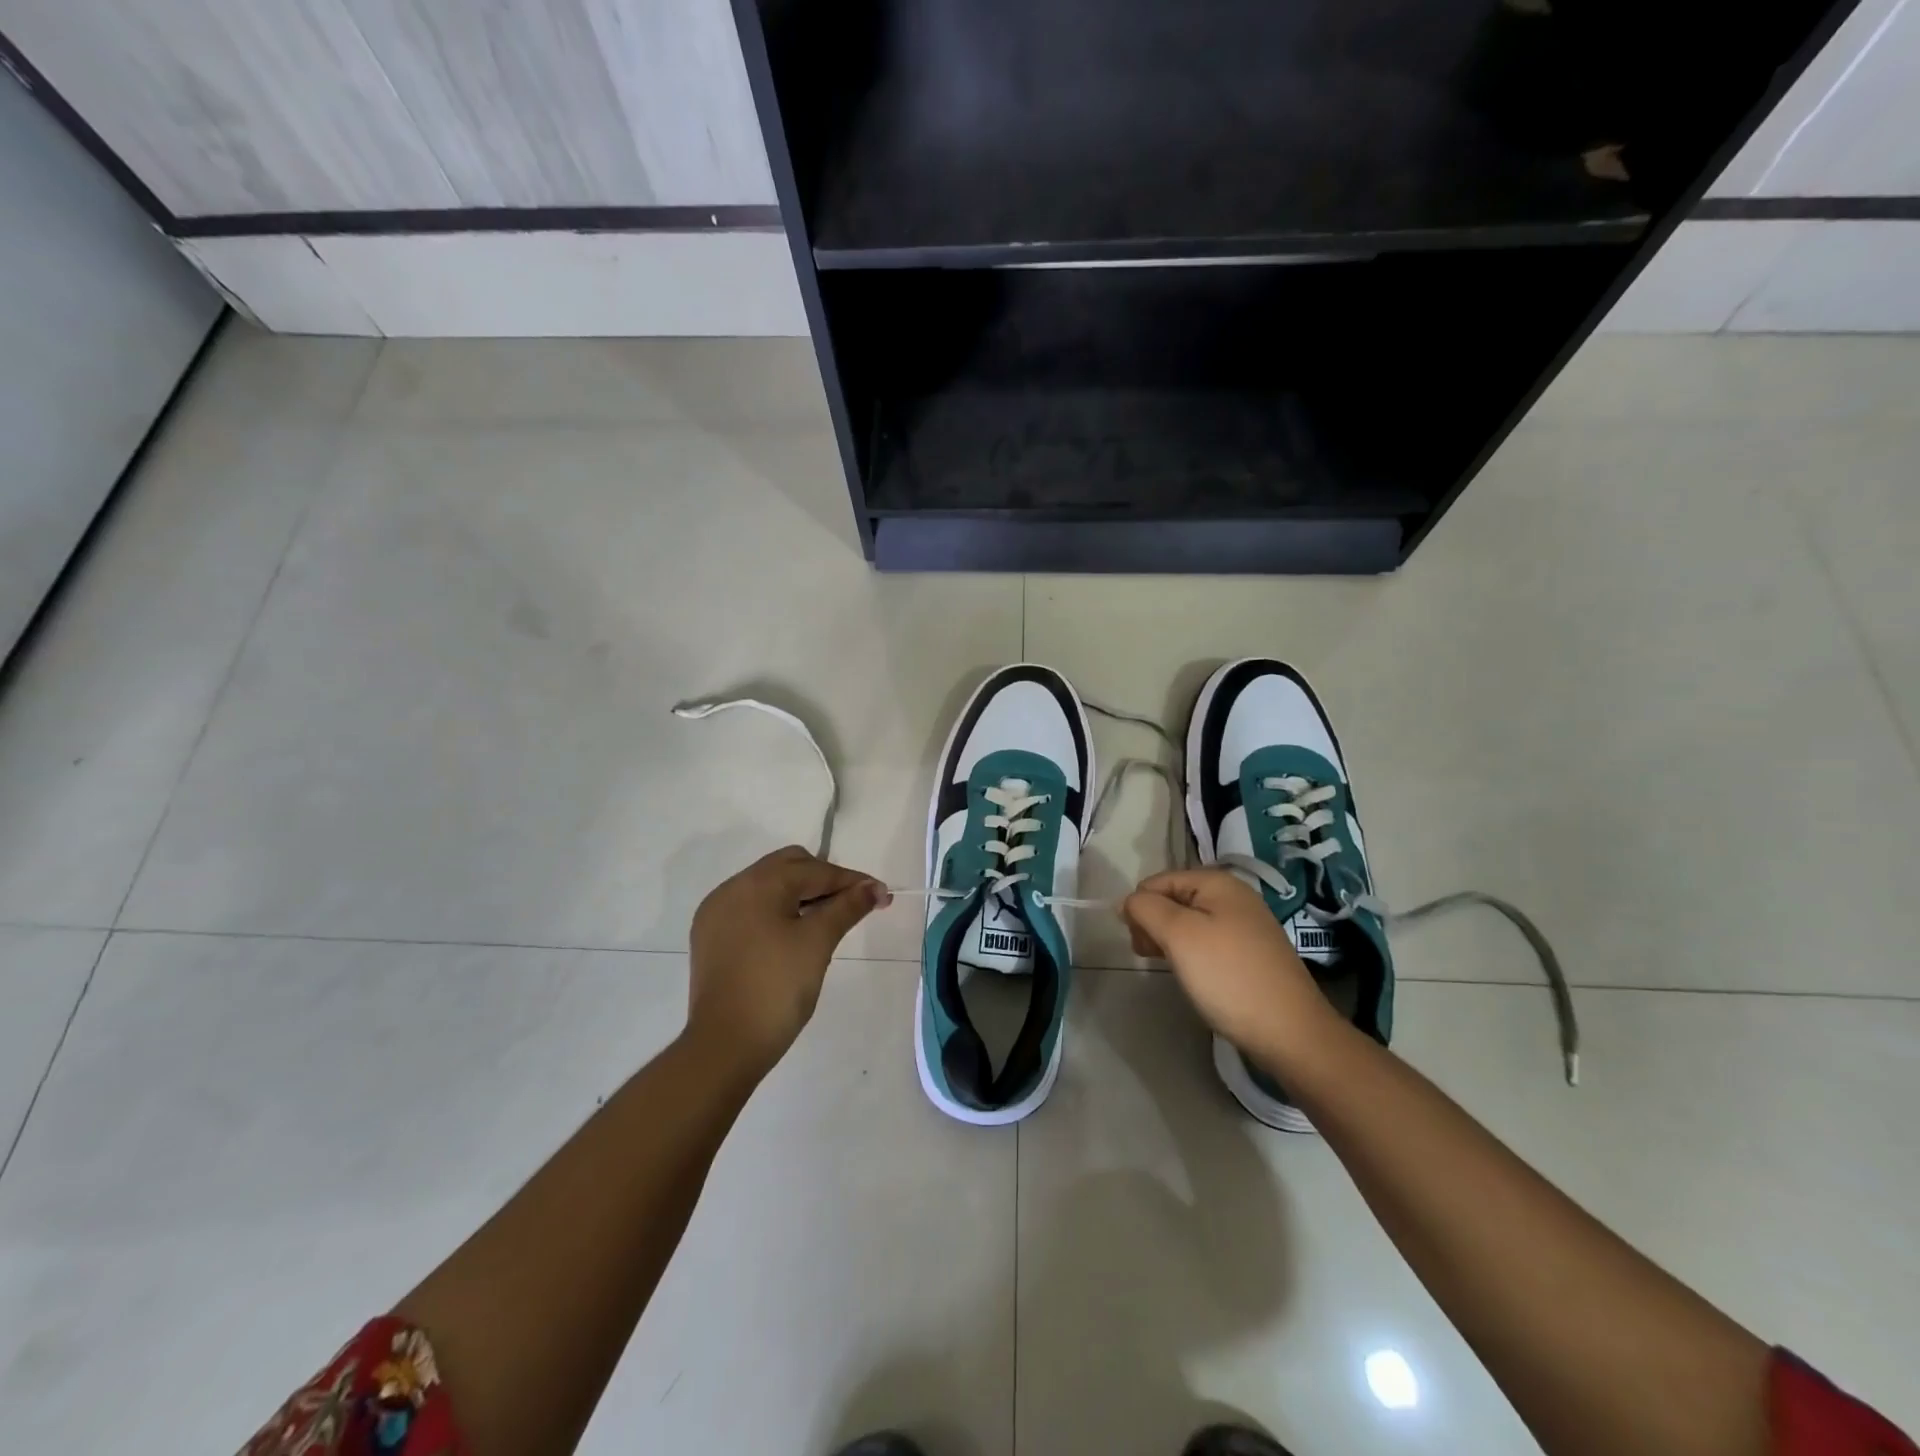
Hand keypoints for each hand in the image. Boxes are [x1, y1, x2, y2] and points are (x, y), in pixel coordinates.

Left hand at [687, 846, 887, 1075]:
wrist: (724, 1046)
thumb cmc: (777, 988)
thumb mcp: (818, 942)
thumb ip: (847, 907)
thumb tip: (874, 887)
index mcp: (758, 883)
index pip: (815, 870)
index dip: (851, 882)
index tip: (882, 895)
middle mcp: (732, 888)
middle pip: (788, 867)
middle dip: (824, 881)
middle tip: (853, 905)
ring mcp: (717, 913)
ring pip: (769, 887)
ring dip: (801, 895)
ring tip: (828, 920)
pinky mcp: (711, 937)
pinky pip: (752, 909)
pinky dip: (777, 912)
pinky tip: (794, 935)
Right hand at [1123, 868, 1337, 1067]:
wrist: (1290, 1032)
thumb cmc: (1228, 976)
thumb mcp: (1178, 935)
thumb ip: (1146, 908)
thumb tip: (1128, 902)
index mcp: (1217, 882)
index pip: (1157, 882)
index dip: (1140, 909)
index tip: (1140, 944)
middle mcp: (1234, 896)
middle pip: (1173, 899)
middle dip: (1154, 924)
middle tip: (1151, 957)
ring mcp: (1246, 925)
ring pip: (1190, 922)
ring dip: (1171, 941)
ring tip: (1171, 969)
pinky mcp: (1252, 953)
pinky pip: (1209, 941)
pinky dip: (1193, 954)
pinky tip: (1194, 976)